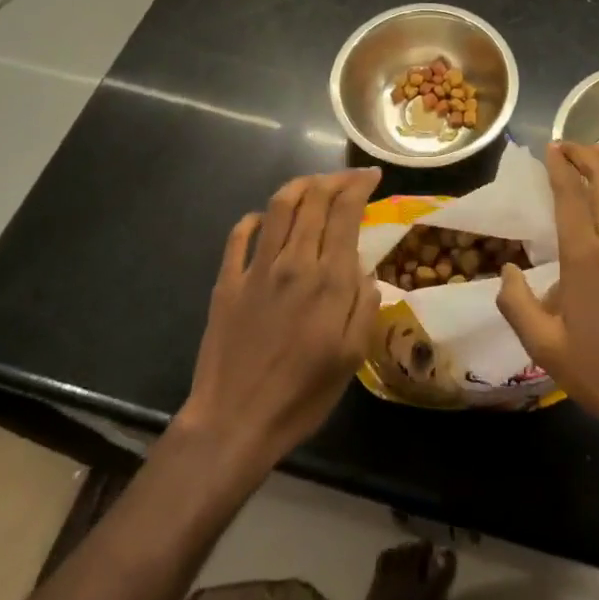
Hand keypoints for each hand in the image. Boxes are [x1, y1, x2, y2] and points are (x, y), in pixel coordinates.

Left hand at [176, 168, 381, 471]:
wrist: (234, 423)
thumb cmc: (301, 396)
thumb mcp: (351, 358)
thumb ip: (363, 305)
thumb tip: (365, 269)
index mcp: (328, 280)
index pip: (345, 211)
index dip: (360, 185)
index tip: (372, 176)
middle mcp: (293, 261)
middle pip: (314, 198)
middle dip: (335, 179)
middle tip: (349, 178)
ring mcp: (256, 268)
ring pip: (279, 205)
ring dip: (300, 186)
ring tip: (314, 185)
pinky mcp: (227, 281)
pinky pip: (240, 234)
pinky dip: (256, 218)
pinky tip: (265, 219)